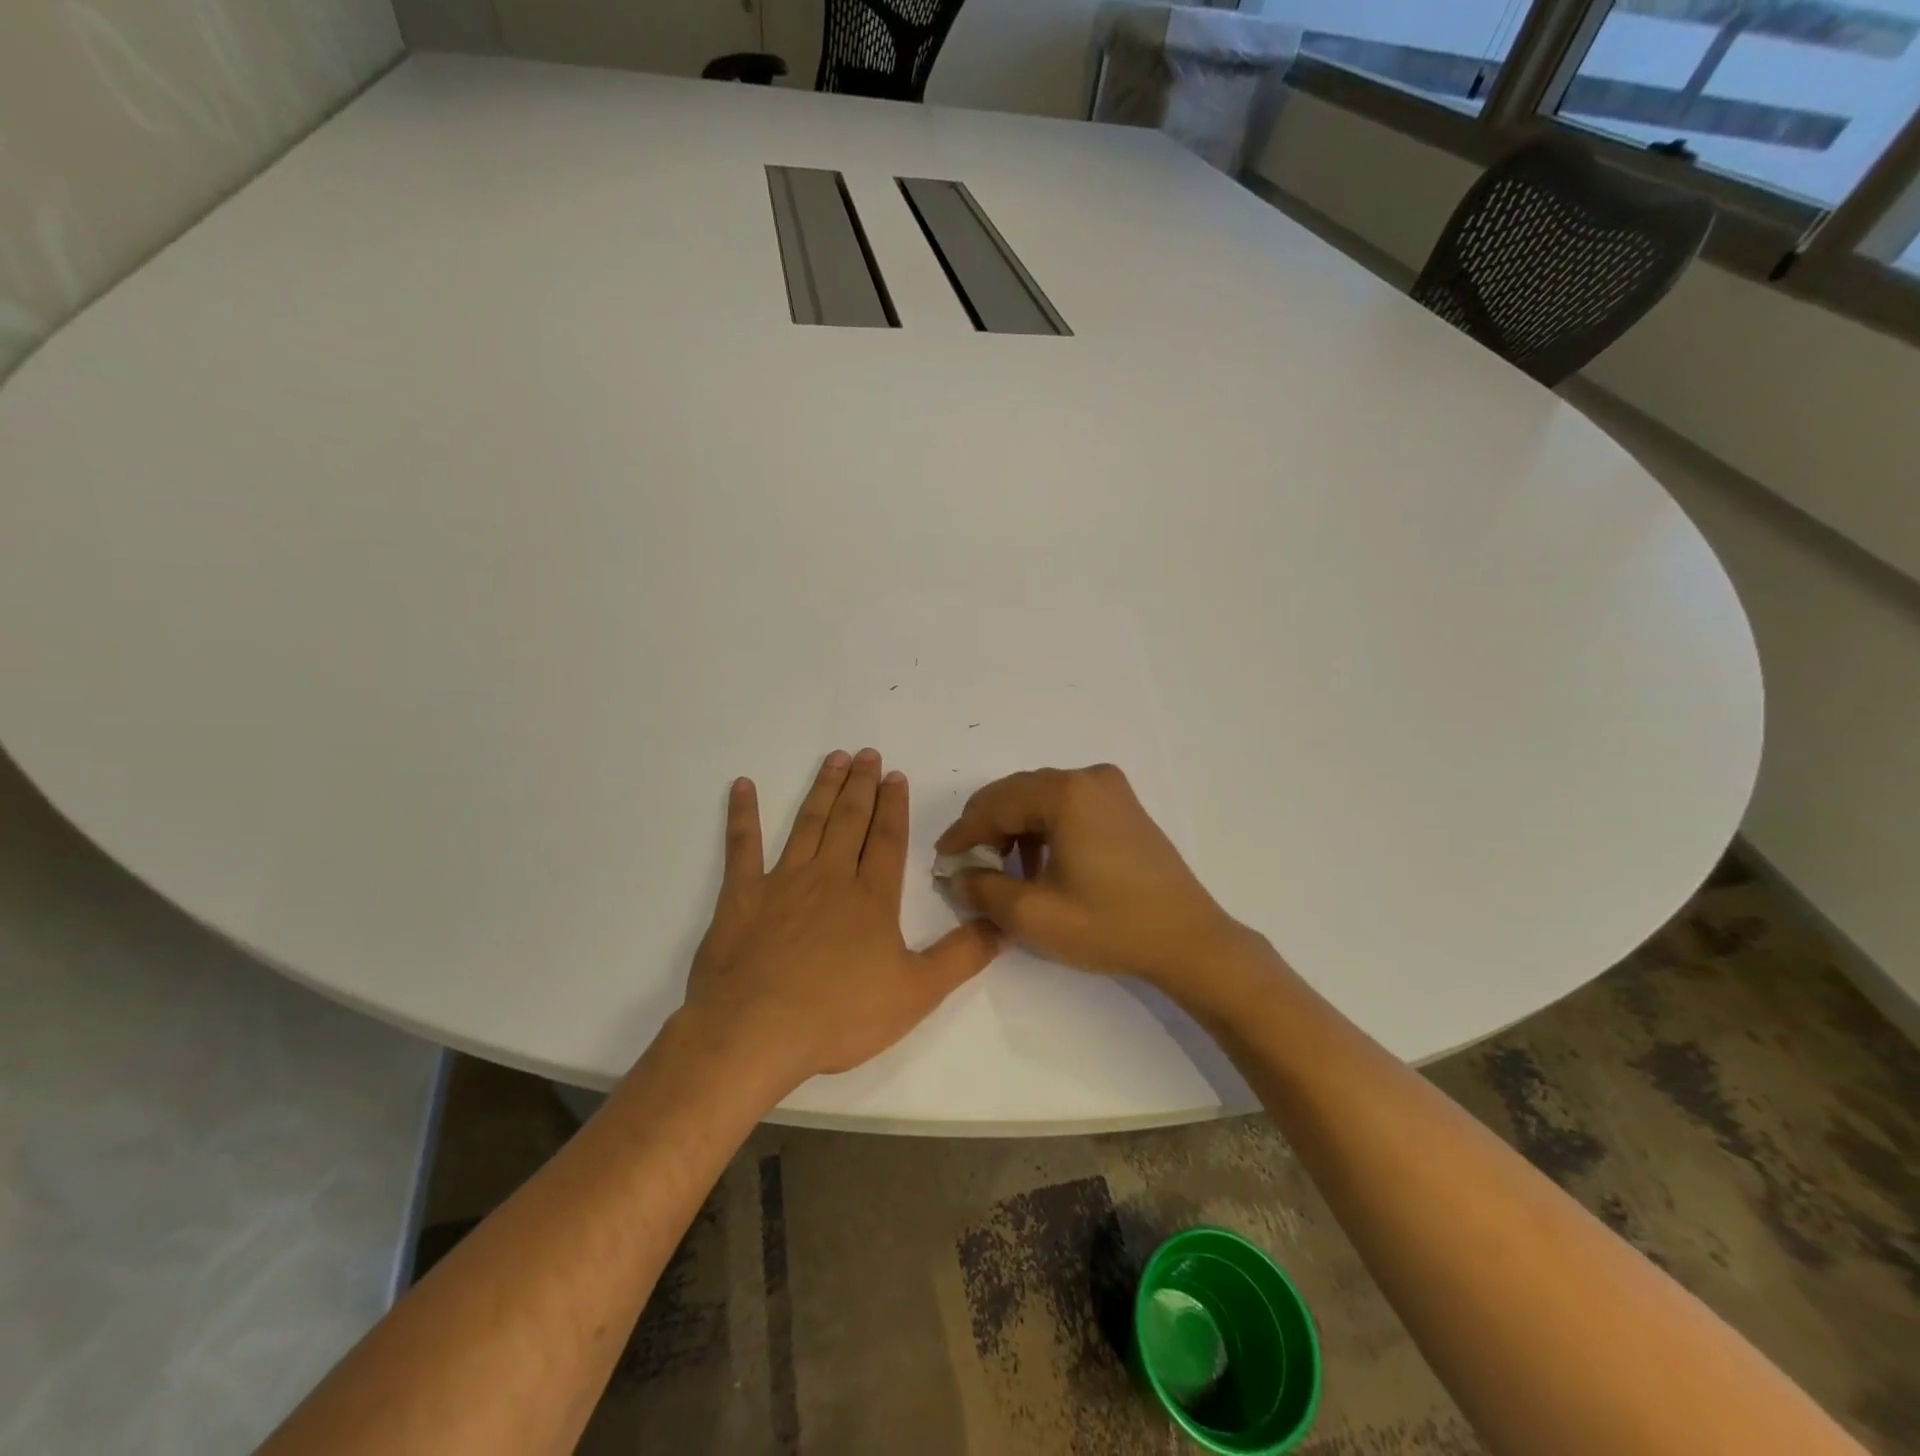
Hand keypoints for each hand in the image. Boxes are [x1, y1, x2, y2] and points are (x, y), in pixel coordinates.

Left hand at [678, 748, 1001, 1090]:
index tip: (896, 774)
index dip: (894, 805)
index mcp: (871, 897)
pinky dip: (742, 815)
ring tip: (834, 759)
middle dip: (861, 785)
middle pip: (849, 820)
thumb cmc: (839, 1015)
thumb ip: (962, 956)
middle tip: (867, 753)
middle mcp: (829, 877)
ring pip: (807, 823)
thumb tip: (1004, 925)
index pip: (887, 838)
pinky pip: (742, 847)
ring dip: (822, 789)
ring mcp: (782, 881)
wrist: (755, 1032)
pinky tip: (742, 786)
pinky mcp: (741, 896)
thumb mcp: (916, 993)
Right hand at [935, 764, 1250, 990]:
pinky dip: (1044, 830)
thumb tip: (958, 874)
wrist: (1188, 940)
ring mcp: (1111, 789)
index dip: (964, 832)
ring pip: (1041, 799)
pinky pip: (1068, 807)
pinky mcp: (1124, 807)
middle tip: (968, 866)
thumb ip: (983, 889)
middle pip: (1017, 794)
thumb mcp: (1033, 915)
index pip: (995, 803)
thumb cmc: (1109, 925)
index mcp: (1066, 793)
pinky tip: (1041, 865)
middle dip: (988, 829)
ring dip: (1015, 829)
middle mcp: (1088, 777)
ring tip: (1004, 871)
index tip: (942, 859)